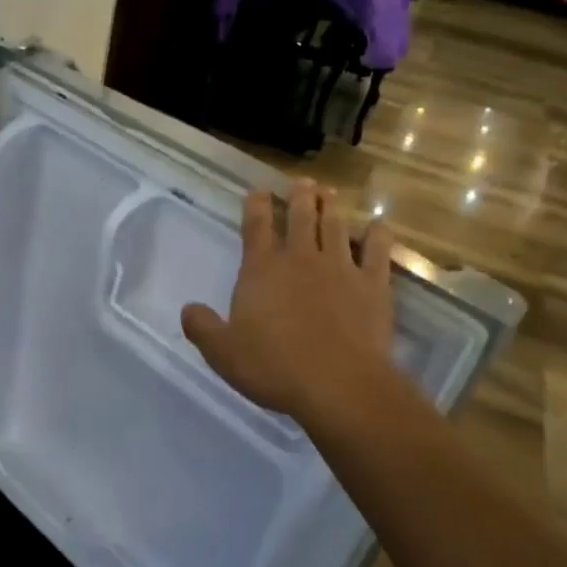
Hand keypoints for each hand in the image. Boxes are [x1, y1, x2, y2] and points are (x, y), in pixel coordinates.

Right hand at [181, 180, 395, 420]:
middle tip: (302, 183)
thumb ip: (202, 328)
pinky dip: (377, 234)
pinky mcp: (373, 284)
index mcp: (262, 270)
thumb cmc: (273, 367)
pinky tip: (377, 226)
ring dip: (332, 206)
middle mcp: (301, 258)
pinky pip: (377, 250)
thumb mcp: (222, 353)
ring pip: (336, 225)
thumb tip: (188, 309)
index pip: (256, 226)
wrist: (337, 383)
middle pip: (301, 216)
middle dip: (299, 196)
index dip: (255, 205)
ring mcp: (341, 268)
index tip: (257, 191)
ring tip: (329, 192)